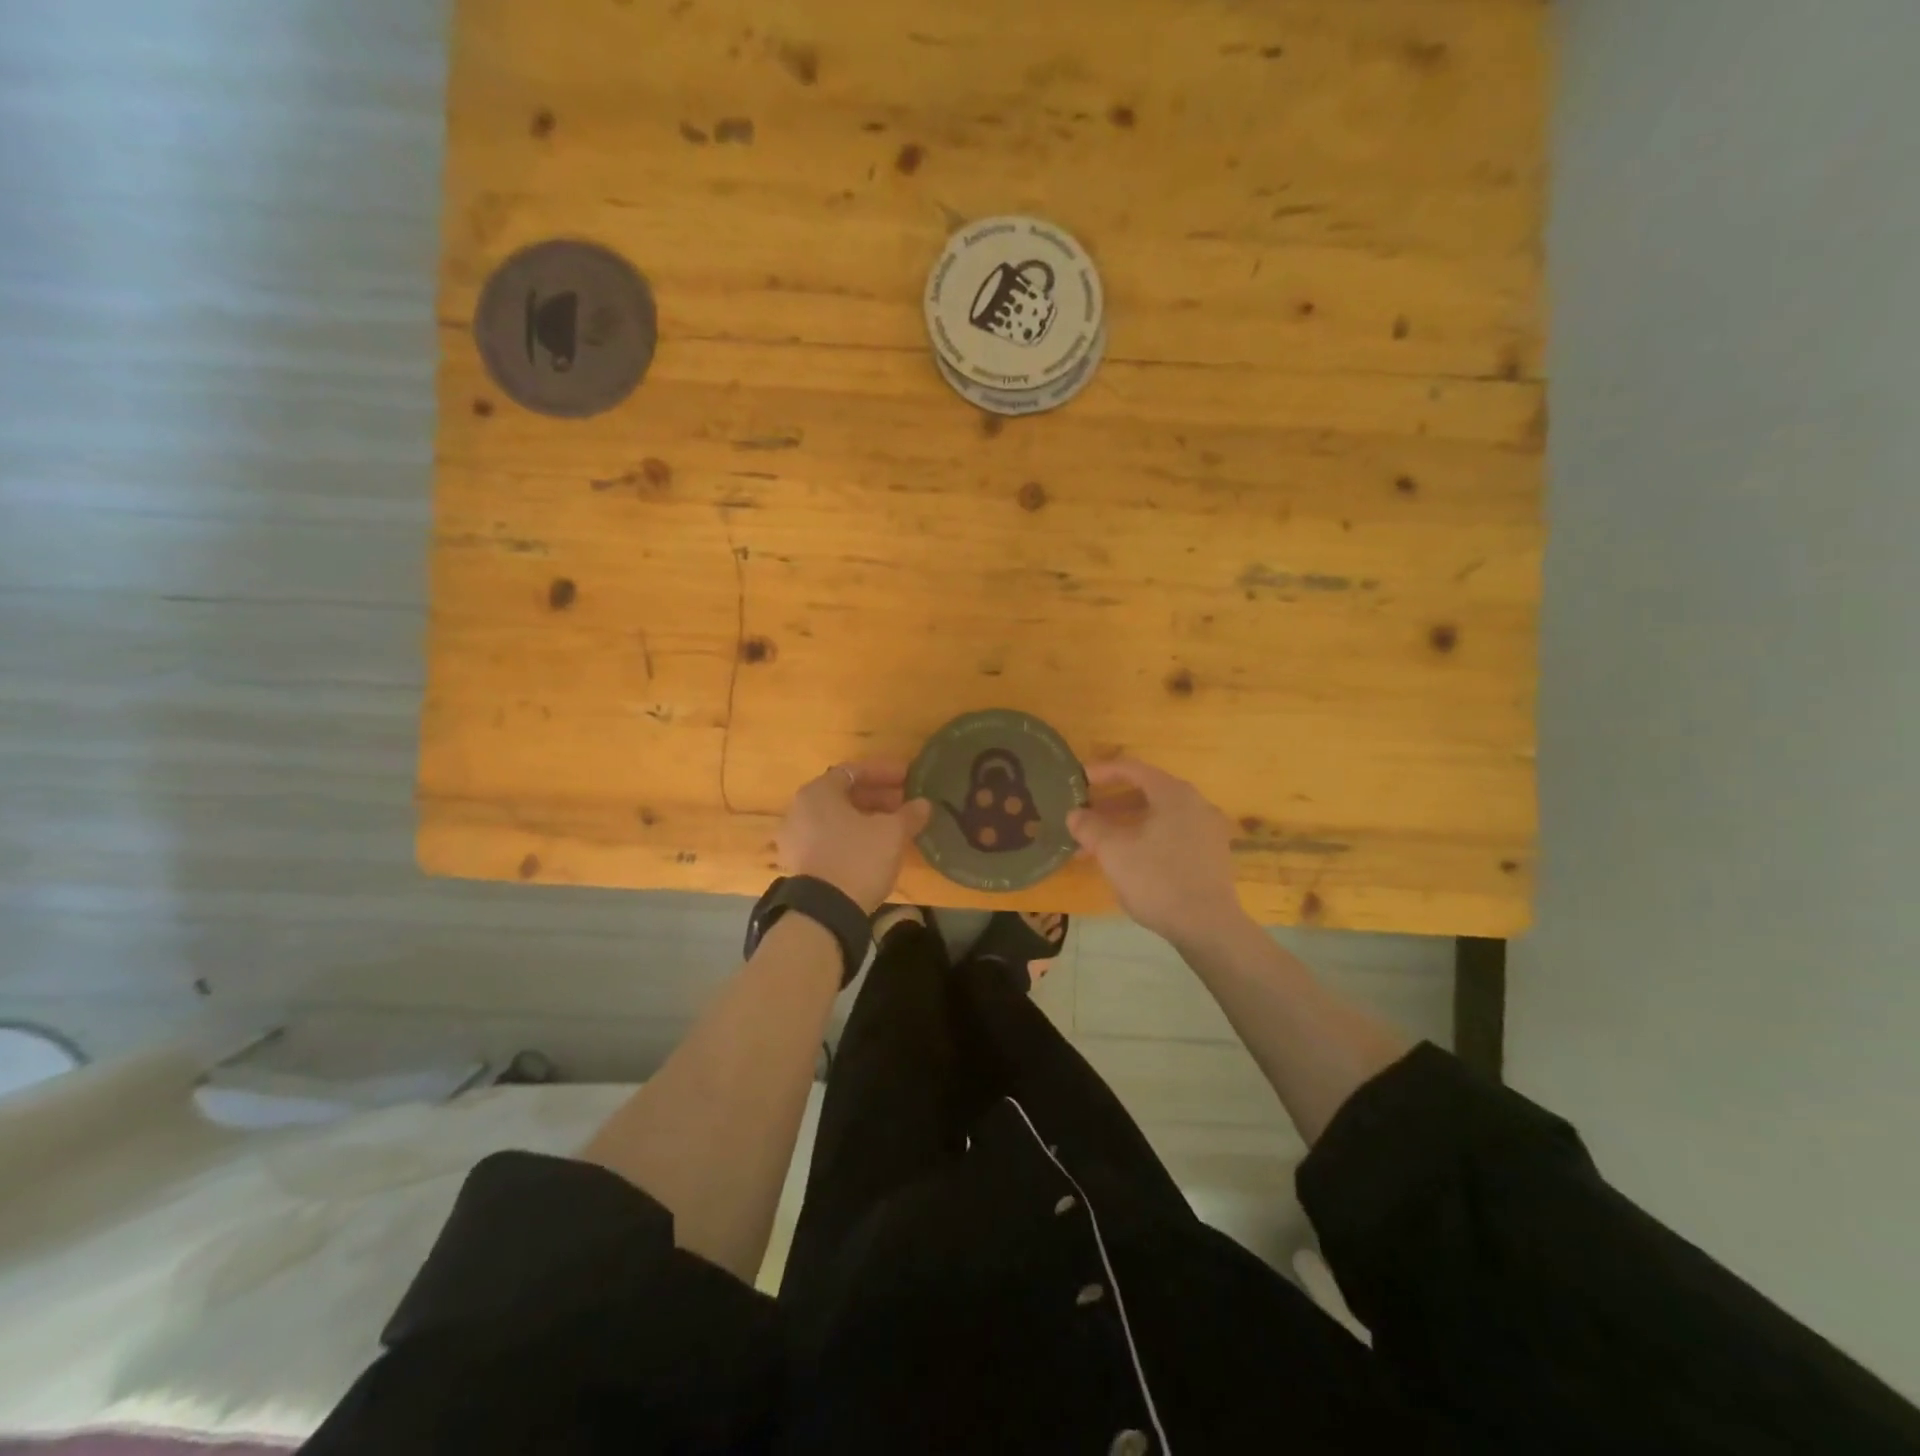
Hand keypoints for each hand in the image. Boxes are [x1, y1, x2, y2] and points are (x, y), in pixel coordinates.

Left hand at [776, 760, 932, 914]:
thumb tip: (924, 804)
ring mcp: (795, 837)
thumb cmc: (859, 858)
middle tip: (904, 802)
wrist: (826, 912)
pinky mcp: (799, 862)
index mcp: (818, 792)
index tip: (909, 778)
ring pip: (836, 817)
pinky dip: (852, 835)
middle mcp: (800, 809)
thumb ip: (909, 814)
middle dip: (877, 796)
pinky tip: (875, 846)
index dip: (885, 772)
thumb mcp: (892, 833)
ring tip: (894, 825)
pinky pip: (829, 837)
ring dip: (865, 817)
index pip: (854, 771)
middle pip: (843, 794)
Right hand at [1068, 759, 1247, 946]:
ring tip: (1098, 844)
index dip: (1102, 771)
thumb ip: (1090, 827)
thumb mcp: (1113, 851)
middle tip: (1085, 814)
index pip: (1133, 769)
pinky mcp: (1211, 856)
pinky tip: (1127, 860)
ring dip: (1125, 825)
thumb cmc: (1157, 879)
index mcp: (1174, 794)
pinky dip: (1146, 838)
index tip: (1078, 780)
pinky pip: (1171, 835)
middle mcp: (1195, 804)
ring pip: (1158, 817)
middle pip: (1146, 792)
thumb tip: (1074, 814)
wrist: (1208, 927)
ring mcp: (1207, 831)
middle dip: (1111, 803)